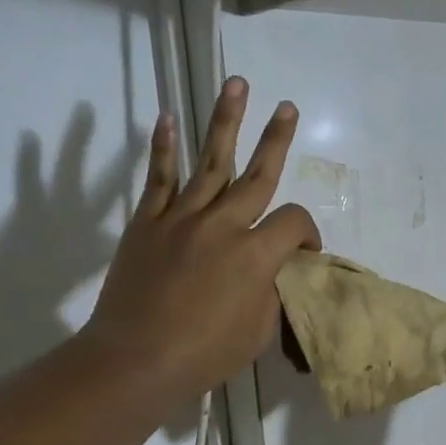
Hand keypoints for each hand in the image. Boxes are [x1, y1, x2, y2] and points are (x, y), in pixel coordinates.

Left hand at [82, 77, 319, 408]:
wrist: (137, 359)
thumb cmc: (206, 354)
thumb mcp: (259, 332)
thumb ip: (273, 294)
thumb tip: (275, 274)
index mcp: (256, 255)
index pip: (293, 223)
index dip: (308, 234)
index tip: (305, 253)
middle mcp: (224, 225)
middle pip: (257, 174)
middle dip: (276, 139)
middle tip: (287, 107)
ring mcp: (182, 219)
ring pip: (210, 162)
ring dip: (225, 121)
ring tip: (237, 84)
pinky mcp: (147, 223)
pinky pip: (158, 178)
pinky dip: (164, 148)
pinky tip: (169, 118)